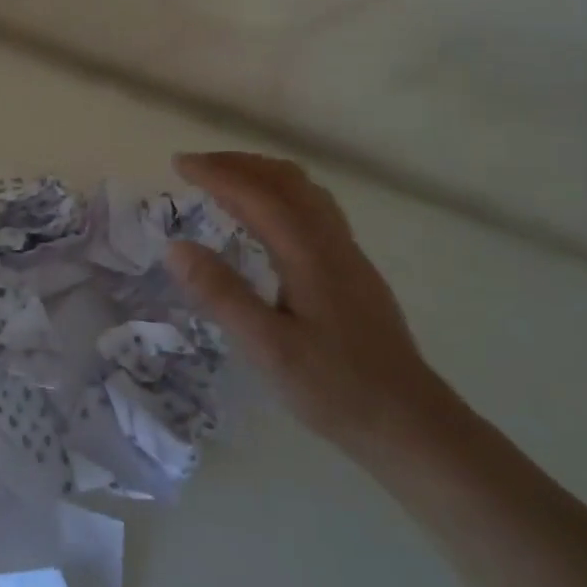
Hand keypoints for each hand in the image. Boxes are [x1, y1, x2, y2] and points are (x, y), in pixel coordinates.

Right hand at [166, 151, 453, 465]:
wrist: (411, 423)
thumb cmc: (335, 388)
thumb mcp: (267, 348)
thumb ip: (221, 295)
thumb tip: (175, 247)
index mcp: (307, 252)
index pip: (255, 194)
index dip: (215, 173)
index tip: (178, 164)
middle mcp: (330, 240)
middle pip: (283, 179)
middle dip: (236, 164)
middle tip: (195, 167)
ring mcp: (348, 253)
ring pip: (304, 190)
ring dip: (261, 174)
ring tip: (226, 182)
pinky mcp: (354, 270)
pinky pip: (314, 207)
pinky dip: (281, 192)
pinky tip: (270, 219)